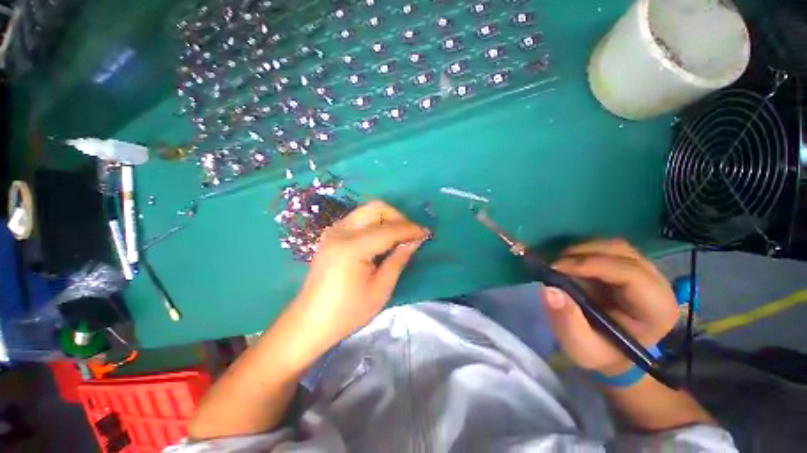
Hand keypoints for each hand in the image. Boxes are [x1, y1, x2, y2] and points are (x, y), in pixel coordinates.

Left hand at [289, 201, 429, 354]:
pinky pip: (359, 219)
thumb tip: (415, 240)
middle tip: (409, 235)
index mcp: (351, 248)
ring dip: (386, 219)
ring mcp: (333, 231)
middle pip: (376, 208)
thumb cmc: (347, 312)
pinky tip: (381, 240)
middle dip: (398, 217)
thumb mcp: (380, 289)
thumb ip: (399, 259)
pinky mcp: (331, 235)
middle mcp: (340, 232)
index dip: (410, 229)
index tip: (426, 233)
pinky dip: (374, 223)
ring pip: (367, 210)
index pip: (389, 229)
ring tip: (398, 237)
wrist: (310, 321)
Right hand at [541, 240, 678, 375]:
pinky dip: (584, 251)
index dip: (592, 265)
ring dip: (583, 250)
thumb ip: (566, 320)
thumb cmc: (600, 352)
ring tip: (560, 263)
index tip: (556, 267)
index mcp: (656, 310)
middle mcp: (658, 285)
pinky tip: (569, 263)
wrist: (611, 352)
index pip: (630, 274)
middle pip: (624, 253)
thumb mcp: (580, 346)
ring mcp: (646, 273)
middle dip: (584, 253)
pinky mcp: (630, 267)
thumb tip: (548, 290)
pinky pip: (608, 249)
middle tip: (554, 264)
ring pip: (615, 246)